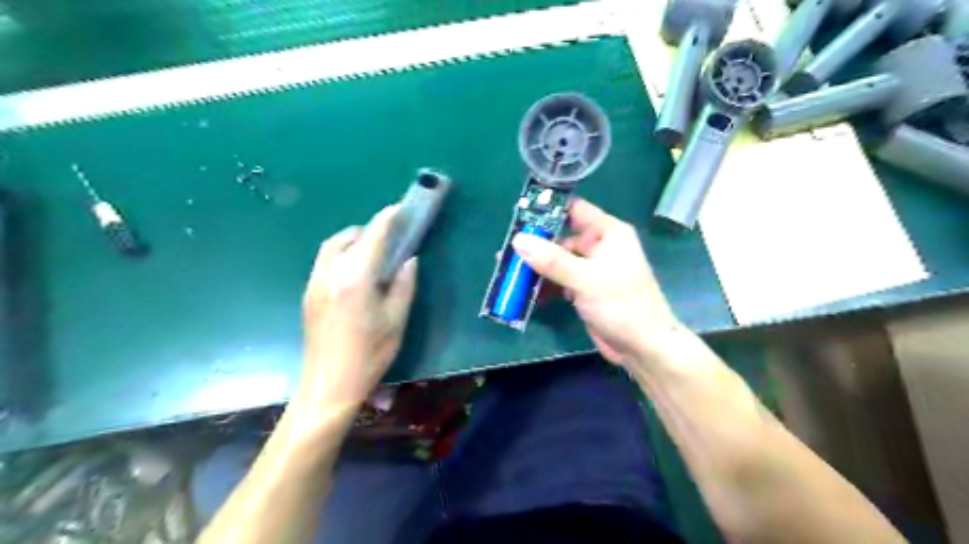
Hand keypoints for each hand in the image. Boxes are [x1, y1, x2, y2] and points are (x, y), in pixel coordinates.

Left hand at [296, 204, 416, 411]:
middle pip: (349, 236)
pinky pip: (325, 260)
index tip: (400, 209)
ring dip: (353, 239)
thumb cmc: (369, 354)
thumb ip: (404, 285)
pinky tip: (355, 271)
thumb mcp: (396, 320)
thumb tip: (409, 260)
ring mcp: (315, 282)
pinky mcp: (308, 293)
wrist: (328, 385)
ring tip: (372, 251)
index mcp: (356, 278)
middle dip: (370, 229)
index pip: (374, 236)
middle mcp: (331, 273)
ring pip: (332, 246)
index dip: (388, 219)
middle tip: (390, 237)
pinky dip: (341, 253)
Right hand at [515, 200, 679, 368]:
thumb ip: (552, 260)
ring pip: (557, 260)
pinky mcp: (584, 289)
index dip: (548, 209)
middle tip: (506, 251)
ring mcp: (591, 269)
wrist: (643, 347)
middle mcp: (599, 246)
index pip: (574, 210)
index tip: (519, 214)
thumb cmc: (622, 305)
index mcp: (607, 233)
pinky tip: (525, 294)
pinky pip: (559, 280)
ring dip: (536, 268)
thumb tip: (518, 240)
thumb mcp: (586, 279)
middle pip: (560, 237)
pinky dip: (545, 285)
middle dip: (535, 244)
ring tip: (509, 273)